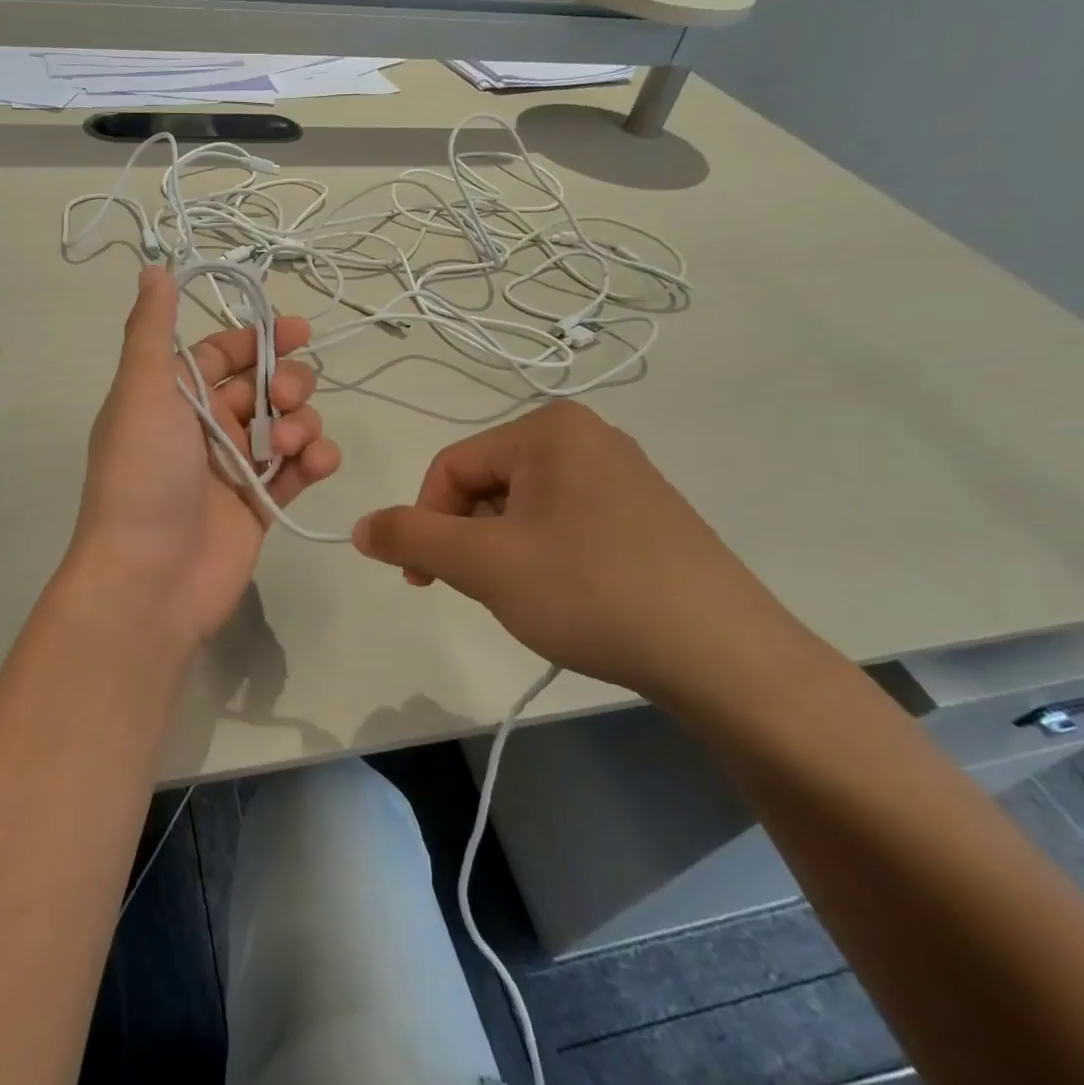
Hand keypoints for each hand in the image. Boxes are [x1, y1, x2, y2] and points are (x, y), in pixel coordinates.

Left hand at [68, 267, 341, 648]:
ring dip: (301, 423)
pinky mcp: (262, 505)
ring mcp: (235, 468)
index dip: (256, 338)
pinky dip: (316, 460)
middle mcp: (204, 428)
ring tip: (289, 447)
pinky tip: (315, 464)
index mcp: (172, 397)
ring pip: (287, 425)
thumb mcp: (143, 390)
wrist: (149, 578)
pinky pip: (300, 470)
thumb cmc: (144, 475)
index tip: (297, 329)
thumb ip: (152, 330)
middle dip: (286, 381)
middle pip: (262, 386)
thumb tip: (153, 269)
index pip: (220, 353)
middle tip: (288, 395)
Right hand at [351, 400, 818, 705]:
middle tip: (485, 592)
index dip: (426, 523)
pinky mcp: (645, 513)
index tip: (424, 581)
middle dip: (470, 540)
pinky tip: (568, 596)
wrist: (724, 656)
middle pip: (488, 484)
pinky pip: (565, 521)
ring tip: (530, 598)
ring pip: (524, 507)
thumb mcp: (483, 564)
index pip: (451, 467)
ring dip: (504, 551)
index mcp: (548, 428)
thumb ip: (410, 537)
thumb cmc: (590, 592)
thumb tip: (360, 526)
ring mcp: (623, 473)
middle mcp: (587, 436)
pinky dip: (545, 556)